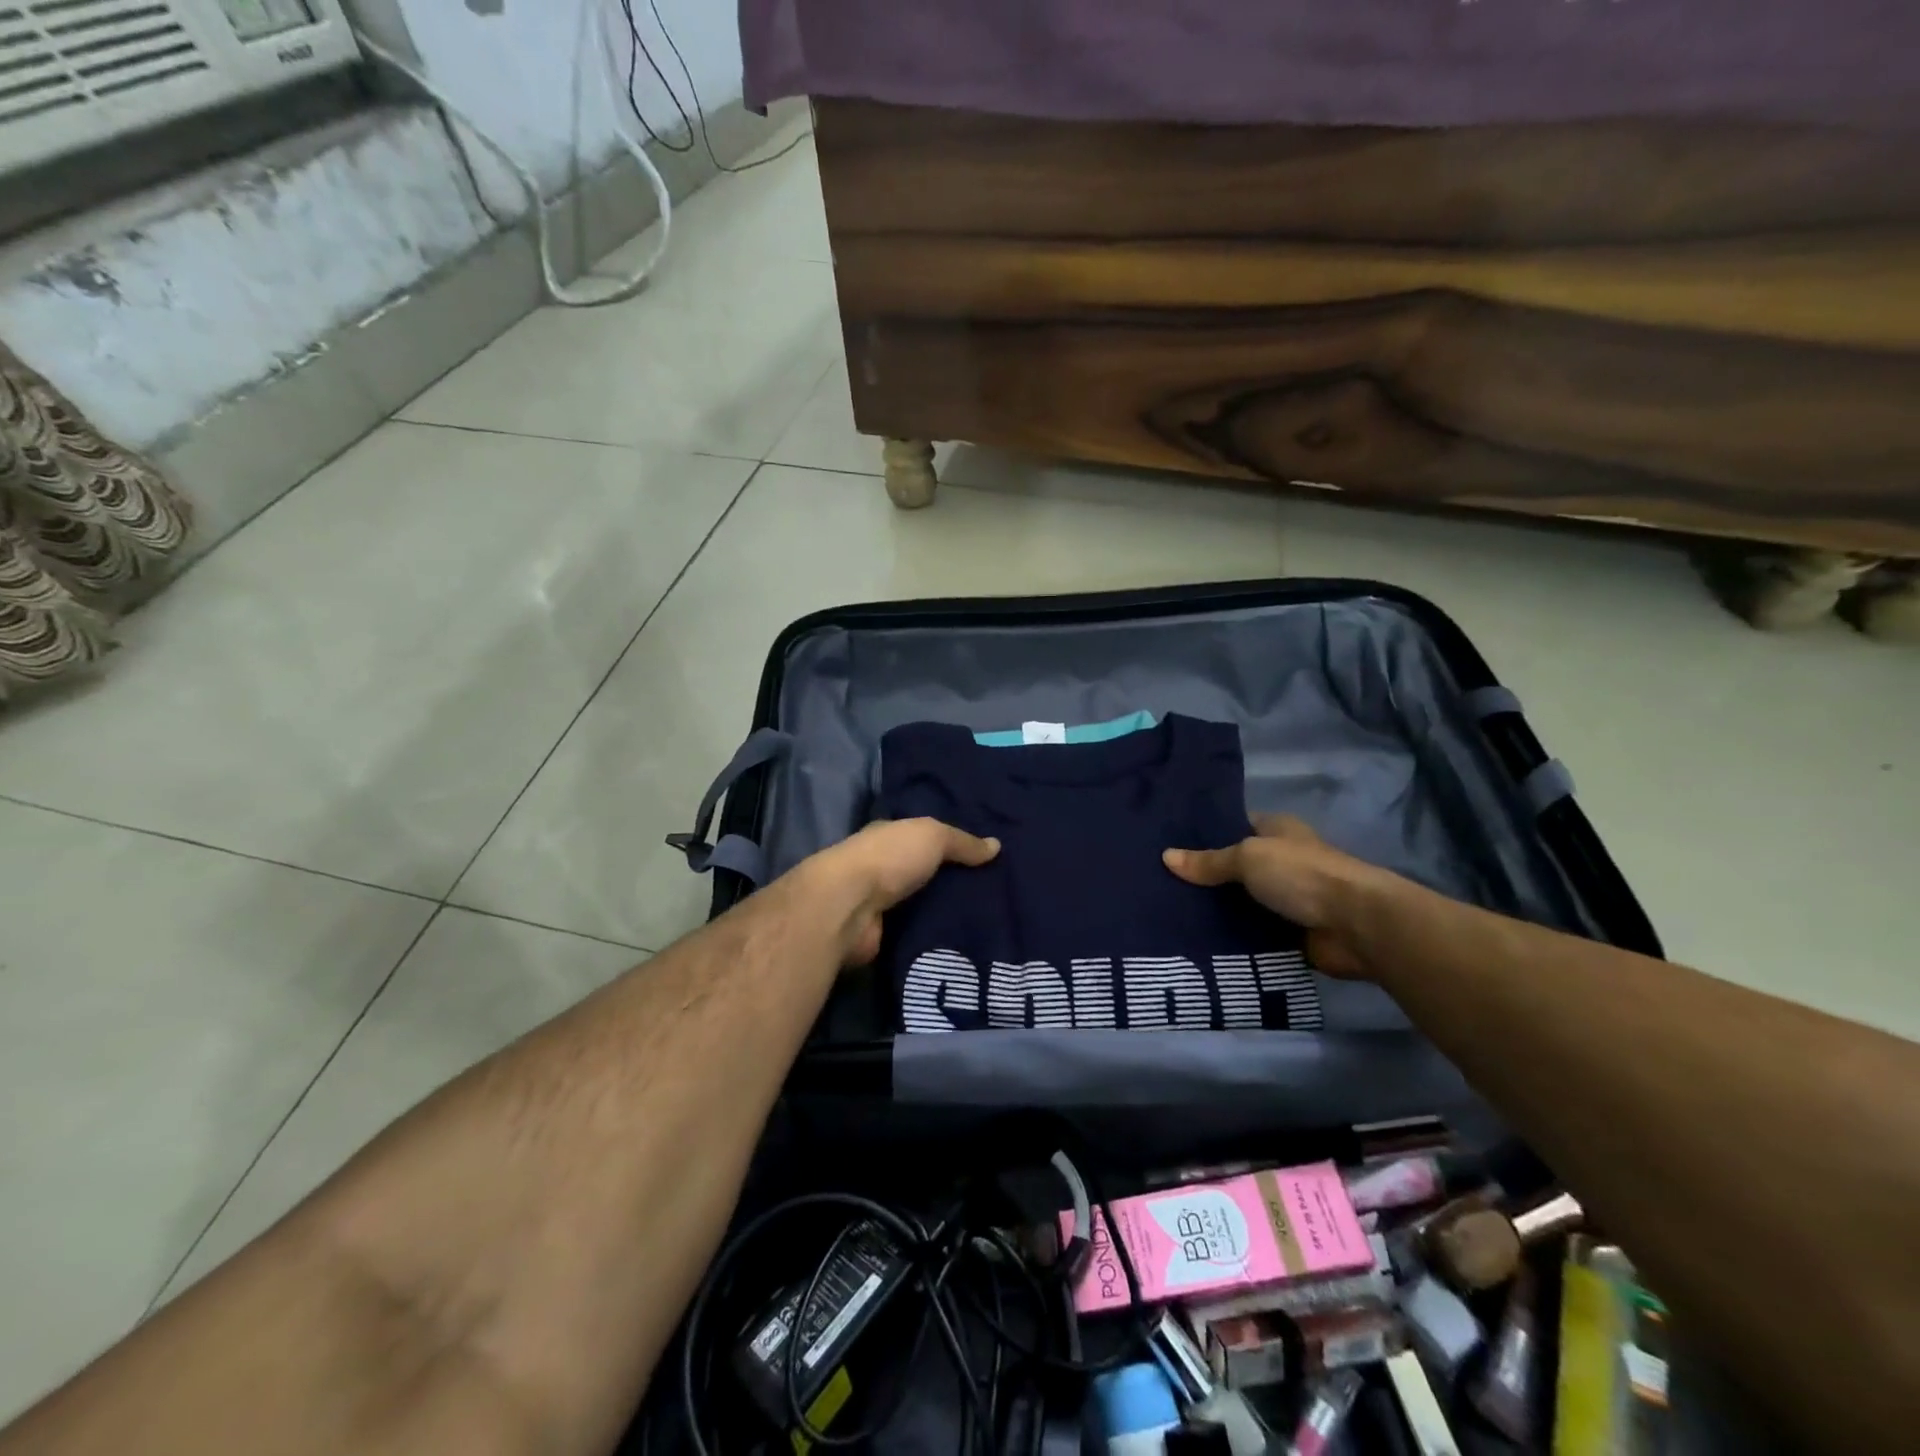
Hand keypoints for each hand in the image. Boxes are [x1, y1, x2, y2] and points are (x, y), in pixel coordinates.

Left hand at [803, 818, 999, 965]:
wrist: (848, 907)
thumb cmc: (889, 858)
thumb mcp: (933, 836)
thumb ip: (963, 842)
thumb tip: (996, 846)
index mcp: (888, 837)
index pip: (920, 838)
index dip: (948, 845)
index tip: (981, 858)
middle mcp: (881, 868)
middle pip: (922, 874)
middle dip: (950, 882)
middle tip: (994, 895)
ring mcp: (879, 904)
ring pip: (920, 906)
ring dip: (944, 913)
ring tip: (987, 922)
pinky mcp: (881, 936)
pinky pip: (915, 934)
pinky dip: (933, 938)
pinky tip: (963, 943)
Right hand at [1163, 814, 1387, 978]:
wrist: (1356, 925)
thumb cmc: (1302, 875)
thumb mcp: (1248, 857)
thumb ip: (1209, 861)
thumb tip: (1166, 857)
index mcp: (1277, 832)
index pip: (1234, 827)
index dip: (1204, 835)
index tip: (1168, 845)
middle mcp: (1282, 862)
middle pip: (1234, 868)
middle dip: (1204, 878)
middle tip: (1158, 885)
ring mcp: (1287, 900)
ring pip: (1240, 904)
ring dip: (1215, 912)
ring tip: (1167, 915)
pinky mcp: (1289, 934)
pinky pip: (1251, 935)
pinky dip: (1231, 940)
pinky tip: (1195, 942)